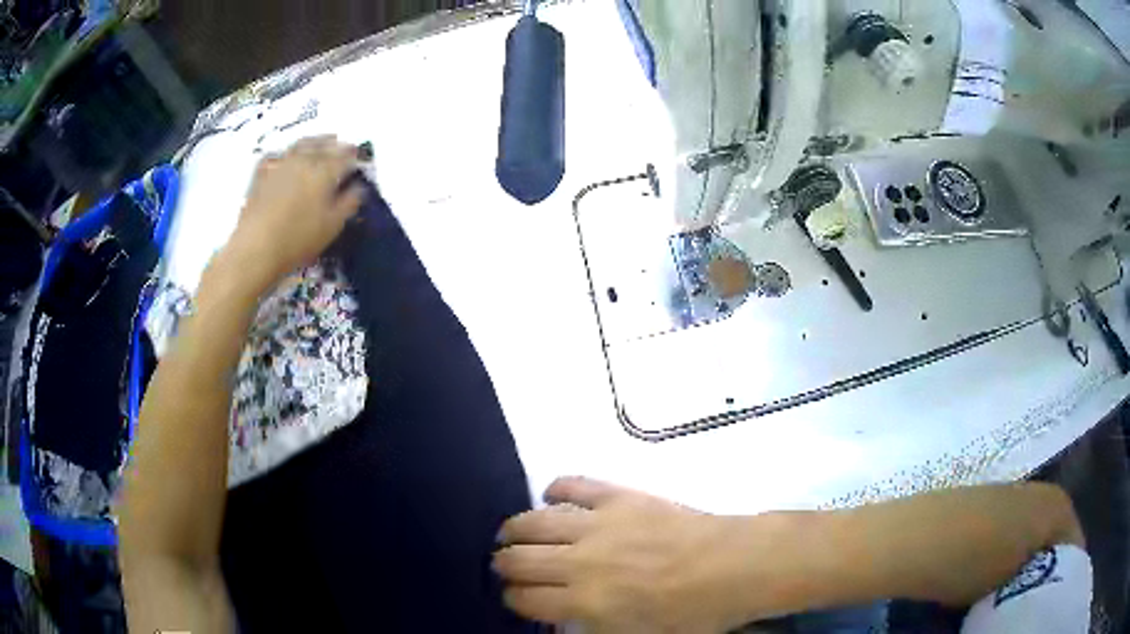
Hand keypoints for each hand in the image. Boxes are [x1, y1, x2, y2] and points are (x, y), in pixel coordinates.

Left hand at [223, 136, 364, 292]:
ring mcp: (281, 163)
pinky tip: (286, 157)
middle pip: (324, 145)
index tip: (361, 157)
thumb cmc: (298, 239)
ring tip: (319, 144)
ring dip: (314, 142)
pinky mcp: (262, 173)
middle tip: (343, 146)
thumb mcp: (332, 226)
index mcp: (325, 171)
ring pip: (301, 144)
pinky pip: (277, 154)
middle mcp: (304, 160)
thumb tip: (359, 188)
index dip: (355, 156)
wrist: (255, 247)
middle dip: (336, 144)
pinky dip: (286, 153)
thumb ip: (349, 203)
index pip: (346, 156)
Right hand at [495, 477, 781, 632]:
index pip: (525, 600)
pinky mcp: (618, 496)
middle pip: (519, 559)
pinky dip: (556, 488)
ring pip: (534, 521)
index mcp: (587, 603)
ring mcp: (598, 524)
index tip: (514, 597)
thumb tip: (565, 619)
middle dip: (503, 564)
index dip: (512, 599)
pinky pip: (573, 484)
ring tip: (511, 532)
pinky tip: (551, 496)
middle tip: (504, 564)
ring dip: (515, 528)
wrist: (732, 565)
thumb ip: (593, 630)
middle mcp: (581, 563)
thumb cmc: (692, 612)